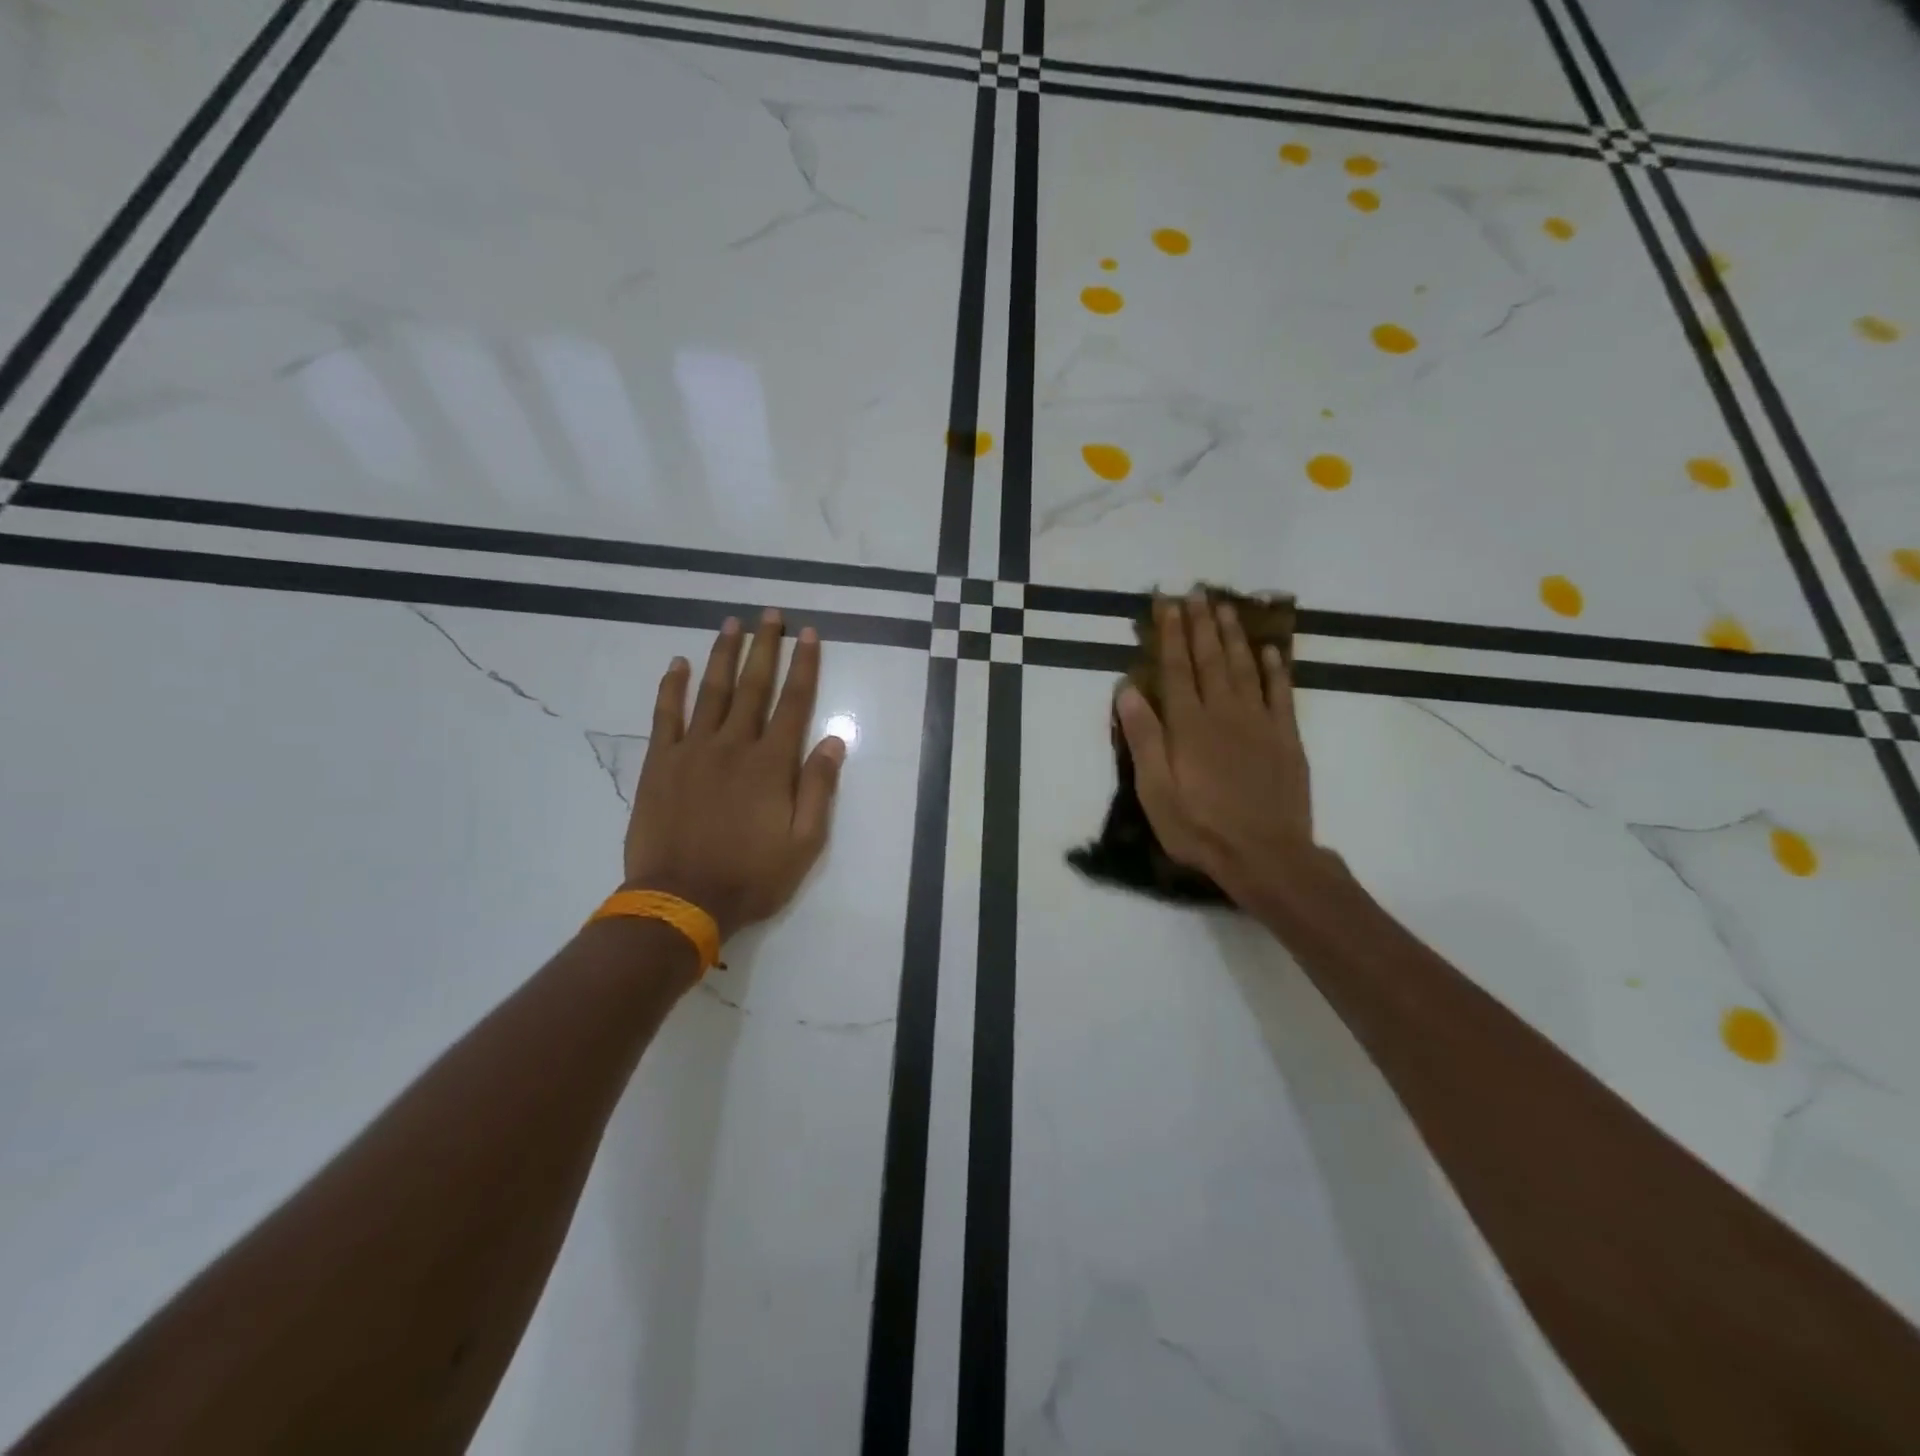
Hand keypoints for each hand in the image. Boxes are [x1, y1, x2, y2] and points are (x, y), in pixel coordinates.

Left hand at [623, 609, 845, 940]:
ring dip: (722, 655)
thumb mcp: (805, 843)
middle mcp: (734, 745)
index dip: (804, 665)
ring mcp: (693, 751)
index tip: (809, 634)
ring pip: (711, 691)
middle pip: (753, 686)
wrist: (681, 900)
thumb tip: (833, 740)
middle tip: (770, 614)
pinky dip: (672, 686)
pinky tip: (677, 663)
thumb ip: (819, 788)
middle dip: (765, 647)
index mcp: (771, 764)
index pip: (793, 702)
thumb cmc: (751, 876)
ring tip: (731, 624)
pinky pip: (666, 715)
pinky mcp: (661, 763)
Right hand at [1116, 591, 1316, 904]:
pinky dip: (1276, 670)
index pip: (1176, 669)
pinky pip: (1282, 694)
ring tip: (1226, 607)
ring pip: (1245, 668)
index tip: (1167, 604)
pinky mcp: (1286, 738)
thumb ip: (1143, 738)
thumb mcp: (1155, 791)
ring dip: (1234, 636)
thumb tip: (1127, 689)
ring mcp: (1260, 723)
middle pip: (1210, 660)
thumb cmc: (1199, 828)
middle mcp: (1224, 713)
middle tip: (1196, 592)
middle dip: (1201, 624)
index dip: (1170, 635)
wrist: (1266, 856)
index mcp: (1188, 726)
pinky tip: (1271, 651)